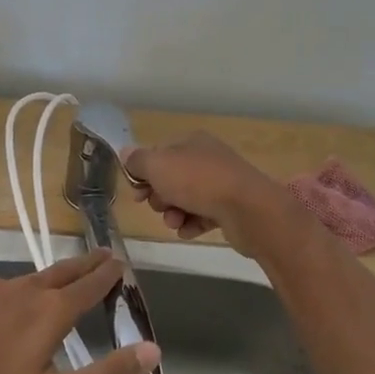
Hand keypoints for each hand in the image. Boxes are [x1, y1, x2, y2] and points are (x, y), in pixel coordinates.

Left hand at [0, 250, 159, 373]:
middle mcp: (23, 290)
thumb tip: (153, 350)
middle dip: (85, 264)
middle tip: (102, 254)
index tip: (119, 262)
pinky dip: (9, 296)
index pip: (89, 286)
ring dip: (47, 280)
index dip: (107, 275)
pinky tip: (0, 311)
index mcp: (50, 313)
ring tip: (55, 286)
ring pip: (26, 281)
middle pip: (62, 272)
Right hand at [122, 131, 294, 256]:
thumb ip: (138, 161)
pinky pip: (202, 216)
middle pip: (171, 178)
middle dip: (159, 196)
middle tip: (159, 206)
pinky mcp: (230, 208)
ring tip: (175, 222)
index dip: (143, 173)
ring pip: (186, 199)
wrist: (248, 209)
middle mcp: (207, 159)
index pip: (159, 154)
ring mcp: (221, 183)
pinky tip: (188, 231)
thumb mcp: (158, 166)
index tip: (136, 193)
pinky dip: (192, 224)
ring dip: (174, 213)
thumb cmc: (198, 182)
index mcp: (192, 142)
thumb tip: (126, 153)